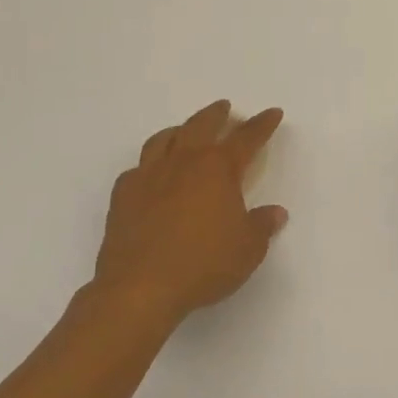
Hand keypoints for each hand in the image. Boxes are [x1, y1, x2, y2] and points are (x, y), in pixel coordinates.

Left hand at [95, 100, 286, 319]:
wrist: (139, 289)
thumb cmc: (203, 264)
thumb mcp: (248, 249)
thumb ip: (262, 226)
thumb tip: (275, 213)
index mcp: (218, 169)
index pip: (246, 137)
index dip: (262, 124)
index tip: (272, 113)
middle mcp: (184, 163)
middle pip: (202, 125)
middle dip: (217, 114)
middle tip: (225, 108)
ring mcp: (149, 176)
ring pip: (164, 139)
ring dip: (180, 130)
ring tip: (185, 131)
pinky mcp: (123, 196)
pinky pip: (137, 169)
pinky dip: (148, 164)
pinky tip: (151, 173)